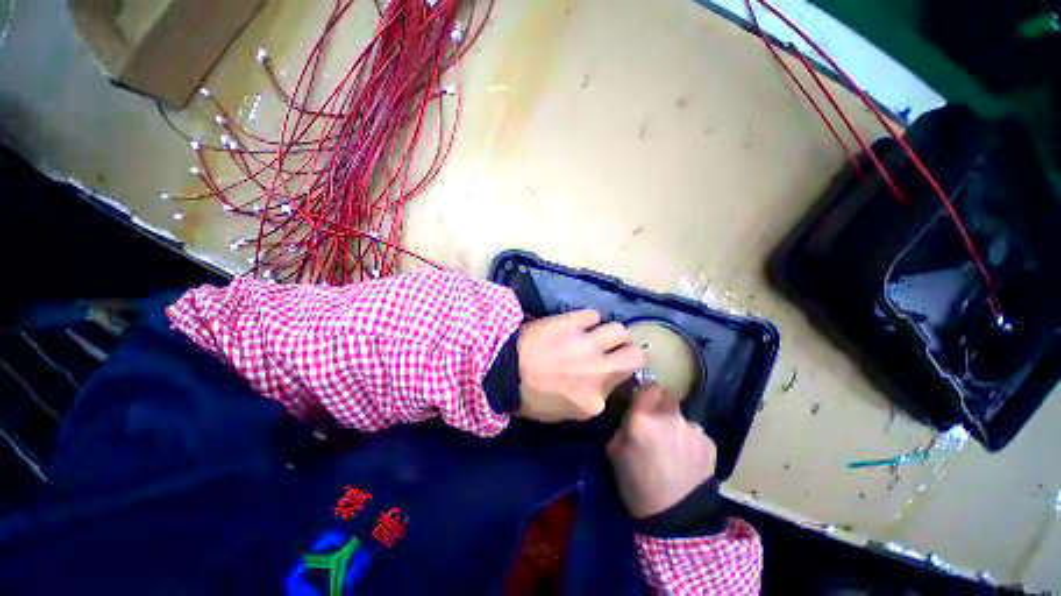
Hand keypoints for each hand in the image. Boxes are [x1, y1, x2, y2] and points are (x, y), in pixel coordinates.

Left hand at [516, 309, 644, 422]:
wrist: (502, 370)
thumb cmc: (528, 396)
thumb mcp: (563, 412)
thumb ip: (588, 399)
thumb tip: (599, 382)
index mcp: (594, 401)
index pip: (624, 385)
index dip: (618, 374)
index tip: (610, 369)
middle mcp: (599, 371)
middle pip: (635, 355)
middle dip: (630, 351)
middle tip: (617, 349)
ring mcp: (587, 344)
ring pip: (620, 330)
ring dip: (612, 332)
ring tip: (598, 333)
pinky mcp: (573, 322)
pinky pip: (593, 315)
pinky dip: (588, 319)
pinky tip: (578, 323)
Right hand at [607, 384, 716, 518]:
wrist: (676, 519)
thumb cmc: (637, 485)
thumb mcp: (613, 452)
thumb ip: (622, 426)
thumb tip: (630, 415)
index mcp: (643, 418)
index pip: (648, 386)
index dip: (644, 393)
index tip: (641, 402)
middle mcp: (670, 416)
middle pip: (666, 395)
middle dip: (659, 404)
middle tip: (655, 423)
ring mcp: (693, 428)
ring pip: (681, 416)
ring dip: (675, 424)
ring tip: (673, 447)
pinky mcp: (709, 442)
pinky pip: (695, 433)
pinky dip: (689, 440)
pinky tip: (686, 459)